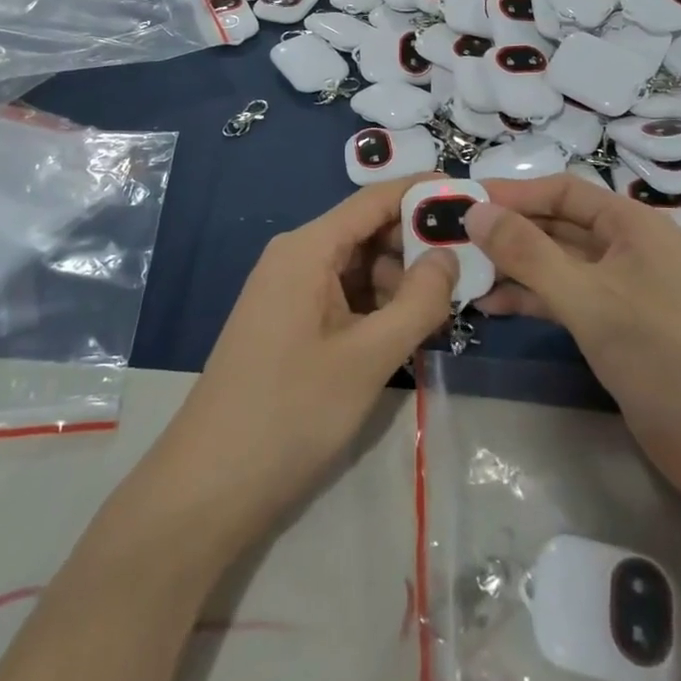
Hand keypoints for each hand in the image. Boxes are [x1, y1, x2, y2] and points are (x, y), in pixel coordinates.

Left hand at [147, 176, 457, 548]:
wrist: (209, 487)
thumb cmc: (291, 412)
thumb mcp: (368, 357)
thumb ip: (418, 301)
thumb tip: (449, 254)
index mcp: (308, 248)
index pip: (375, 199)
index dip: (422, 192)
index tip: (471, 197)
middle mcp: (296, 256)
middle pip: (367, 231)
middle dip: (416, 246)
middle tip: (469, 269)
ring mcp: (289, 290)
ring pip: (358, 267)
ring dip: (400, 281)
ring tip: (444, 309)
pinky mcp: (289, 322)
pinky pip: (342, 296)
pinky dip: (377, 306)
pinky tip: (407, 331)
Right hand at [456, 176, 680, 508]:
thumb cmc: (660, 354)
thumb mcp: (586, 298)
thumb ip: (527, 253)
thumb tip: (475, 211)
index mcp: (632, 223)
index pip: (563, 191)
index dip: (513, 193)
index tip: (464, 202)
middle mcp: (627, 247)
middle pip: (558, 225)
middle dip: (508, 232)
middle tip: (453, 239)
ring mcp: (621, 288)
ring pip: (557, 264)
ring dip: (514, 267)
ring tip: (463, 274)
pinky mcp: (615, 325)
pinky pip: (564, 297)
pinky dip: (531, 298)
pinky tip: (492, 306)